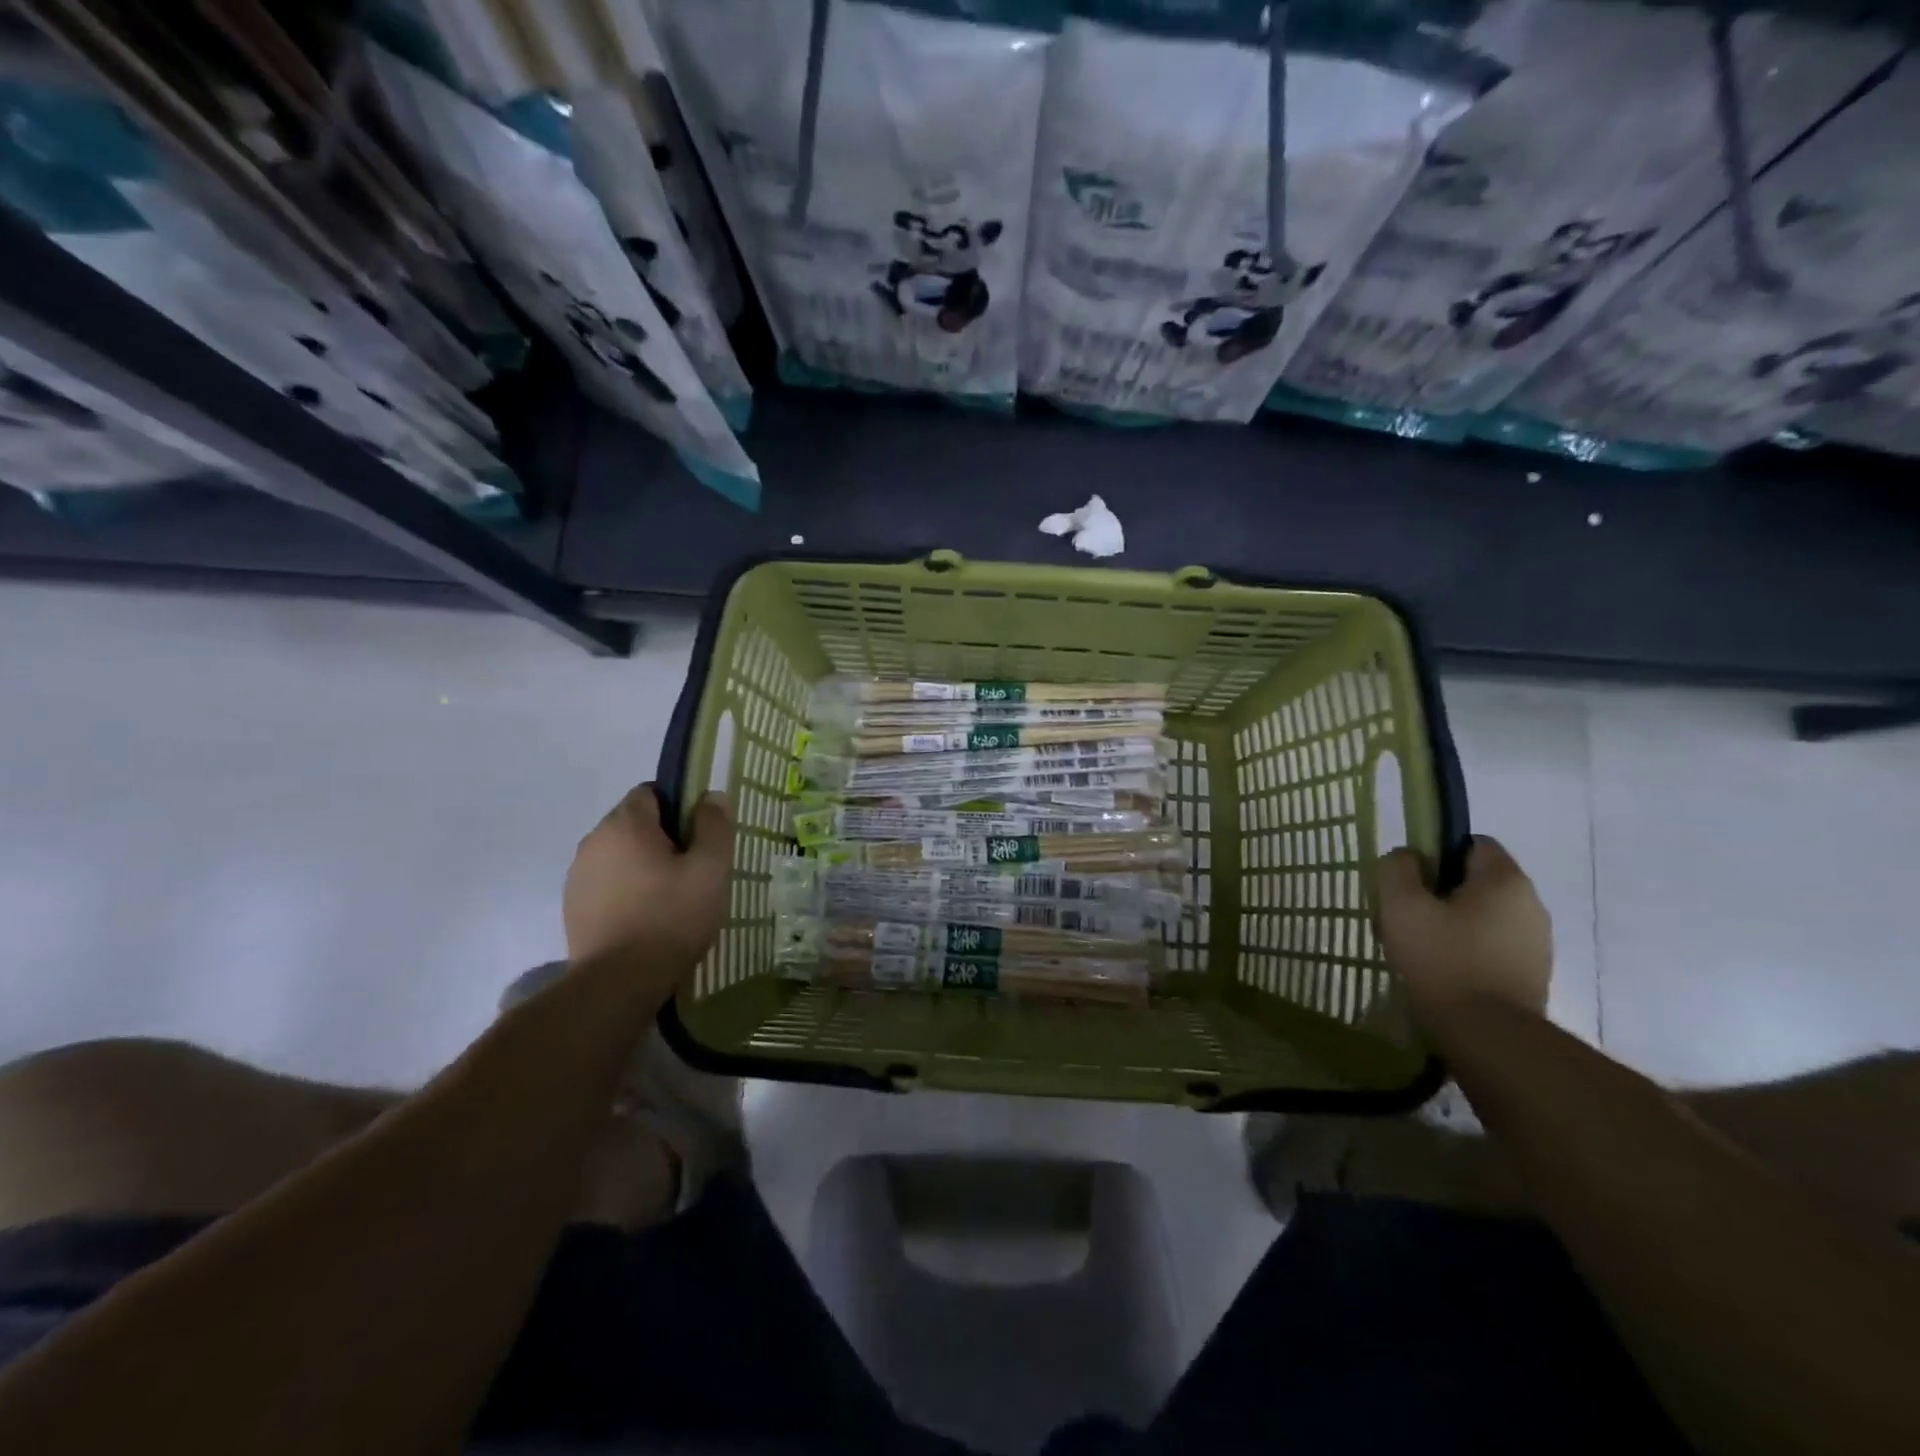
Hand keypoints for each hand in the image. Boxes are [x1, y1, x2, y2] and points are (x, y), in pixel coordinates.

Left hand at [564, 784, 733, 987]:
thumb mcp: (710, 869)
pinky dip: (626, 891)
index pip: (650, 792)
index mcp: (625, 825)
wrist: (619, 983)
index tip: (699, 837)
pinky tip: (646, 918)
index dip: (679, 807)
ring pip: (619, 855)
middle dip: (662, 839)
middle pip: (634, 824)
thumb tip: (711, 796)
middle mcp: (593, 841)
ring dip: (642, 866)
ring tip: (670, 898)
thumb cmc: (671, 917)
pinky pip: (606, 884)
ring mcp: (577, 876)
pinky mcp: (573, 907)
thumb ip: (714, 826)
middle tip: (692, 870)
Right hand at [1376, 836, 1551, 1028]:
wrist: (1488, 1036)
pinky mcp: (1533, 975)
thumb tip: (1408, 858)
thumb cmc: (1442, 959)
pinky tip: (1442, 972)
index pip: (1472, 843)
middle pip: (1476, 882)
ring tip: (1419, 948)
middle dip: (1440, 893)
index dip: (1437, 853)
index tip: (1411, 880)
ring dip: (1452, 924)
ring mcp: (1537, 943)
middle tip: (1406, 915)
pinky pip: (1492, 946)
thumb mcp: (1401, 905)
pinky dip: (1467, 951)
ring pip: (1483, 916)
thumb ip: (1398, 868)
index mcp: (1505, 880)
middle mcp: (1532, 905)